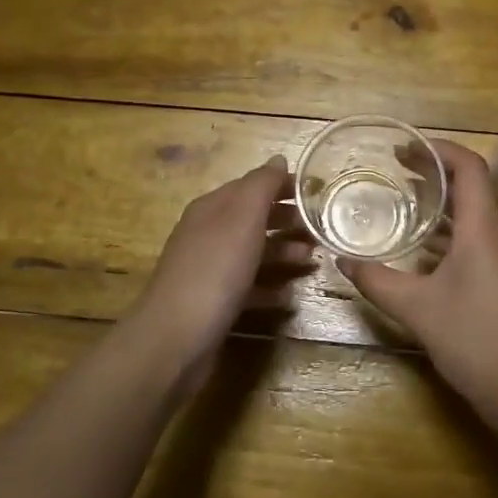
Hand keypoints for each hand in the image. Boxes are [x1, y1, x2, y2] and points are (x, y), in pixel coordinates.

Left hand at [131, 156, 312, 369]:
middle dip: (287, 221)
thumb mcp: (242, 218)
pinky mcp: (214, 303)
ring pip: (253, 253)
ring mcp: (209, 270)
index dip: (283, 187)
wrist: (176, 337)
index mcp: (212, 208)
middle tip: (321, 229)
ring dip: (283, 254)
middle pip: (253, 220)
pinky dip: (269, 288)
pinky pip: (248, 288)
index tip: (318, 193)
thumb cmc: (215, 270)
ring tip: (312, 260)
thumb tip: (278, 160)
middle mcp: (207, 234)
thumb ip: (262, 186)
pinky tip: (289, 297)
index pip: (251, 186)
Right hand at [338, 141, 497, 409]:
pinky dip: (452, 233)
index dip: (438, 150)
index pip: (468, 167)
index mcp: (484, 228)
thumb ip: (377, 281)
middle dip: (435, 175)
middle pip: (472, 188)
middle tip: (395, 171)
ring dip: (443, 205)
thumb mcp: (416, 308)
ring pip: (476, 216)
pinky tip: (424, 250)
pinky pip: (479, 239)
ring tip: (405, 203)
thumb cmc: (473, 339)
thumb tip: (341, 261)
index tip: (405, 148)